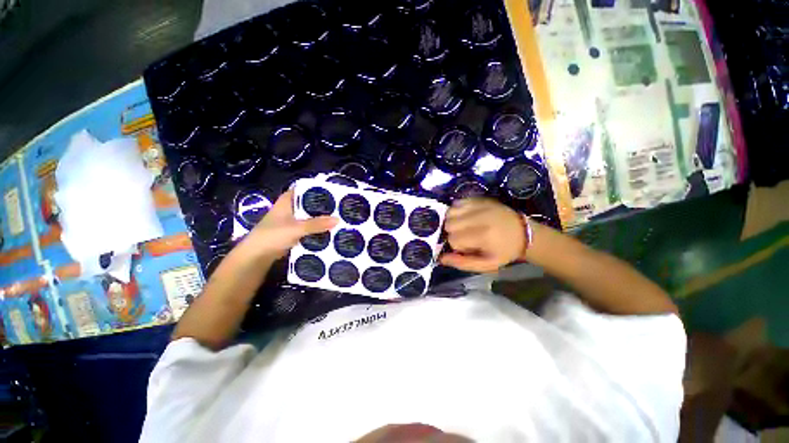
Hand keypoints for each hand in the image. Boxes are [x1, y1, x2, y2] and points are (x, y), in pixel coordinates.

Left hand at [243, 190, 337, 259]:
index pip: (304, 189)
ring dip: (321, 218)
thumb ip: (317, 224)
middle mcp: (290, 208)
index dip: (318, 189)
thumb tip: (338, 219)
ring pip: (310, 216)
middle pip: (309, 204)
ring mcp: (292, 221)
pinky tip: (329, 230)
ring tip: (339, 218)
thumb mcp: (296, 228)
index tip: (334, 192)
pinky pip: (309, 227)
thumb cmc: (273, 235)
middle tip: (341, 207)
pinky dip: (317, 228)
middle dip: (323, 206)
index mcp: (287, 200)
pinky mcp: (294, 232)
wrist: (257, 256)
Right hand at [439, 198, 526, 272]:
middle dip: (452, 233)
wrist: (523, 233)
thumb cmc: (504, 251)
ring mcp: (478, 205)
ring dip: (452, 222)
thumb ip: (462, 263)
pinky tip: (464, 218)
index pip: (453, 240)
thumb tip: (441, 258)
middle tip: (464, 237)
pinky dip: (455, 211)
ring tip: (462, 227)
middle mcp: (478, 217)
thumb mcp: (487, 264)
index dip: (457, 246)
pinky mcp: (479, 199)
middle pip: (448, 225)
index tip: (467, 248)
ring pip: (449, 213)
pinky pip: (456, 203)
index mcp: (482, 235)